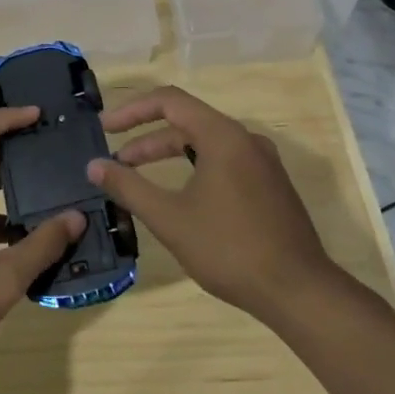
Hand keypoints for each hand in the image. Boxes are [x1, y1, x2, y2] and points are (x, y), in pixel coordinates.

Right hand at [87, 86, 337, 325]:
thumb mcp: (170, 218)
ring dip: (169, 155)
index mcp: (223, 136)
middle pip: (187, 122)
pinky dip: (194, 168)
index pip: (169, 101)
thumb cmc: (230, 249)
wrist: (300, 292)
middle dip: (147, 139)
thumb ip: (128, 187)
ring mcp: (262, 162)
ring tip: (139, 177)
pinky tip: (180, 197)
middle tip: (116, 160)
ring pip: (205, 144)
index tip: (105, 128)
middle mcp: (245, 139)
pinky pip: (224, 162)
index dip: (132, 110)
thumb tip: (94, 165)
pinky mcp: (270, 186)